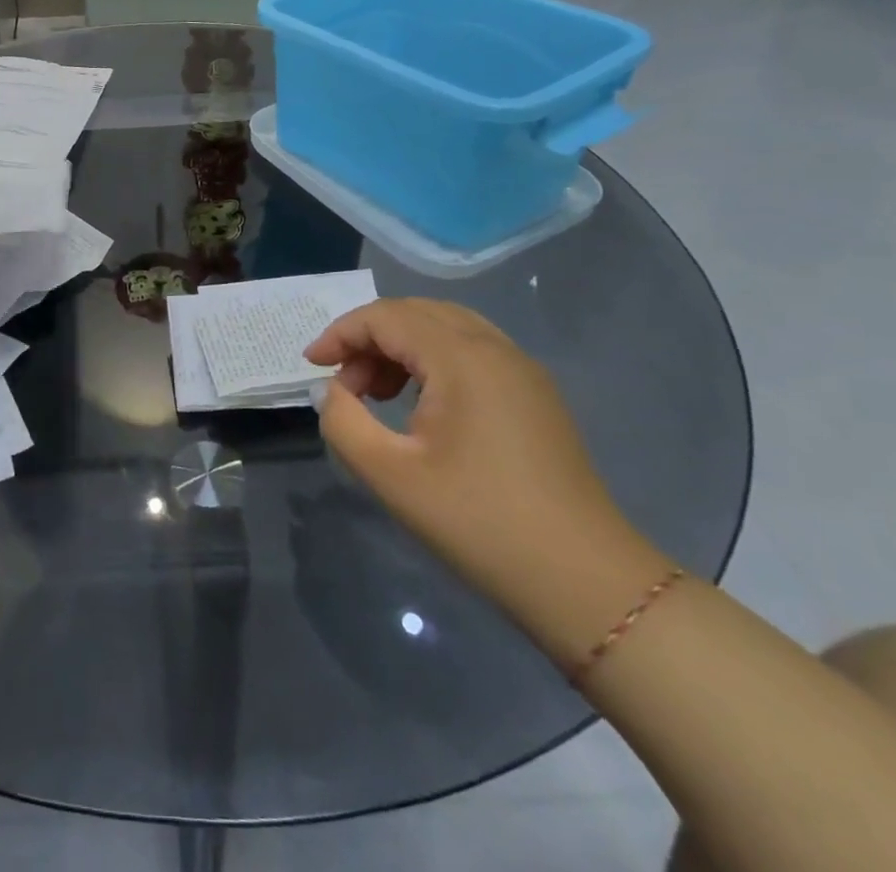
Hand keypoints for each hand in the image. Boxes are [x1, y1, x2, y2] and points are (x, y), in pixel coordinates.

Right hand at [307, 299, 653, 623]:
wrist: (585, 583)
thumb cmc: (479, 523)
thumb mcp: (390, 475)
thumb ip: (343, 421)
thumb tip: (332, 391)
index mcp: (462, 358)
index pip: (386, 317)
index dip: (340, 334)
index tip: (311, 367)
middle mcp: (495, 348)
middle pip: (416, 313)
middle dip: (369, 339)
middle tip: (344, 384)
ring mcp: (522, 369)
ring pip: (446, 328)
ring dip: (400, 347)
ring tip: (377, 395)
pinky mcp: (536, 395)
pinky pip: (471, 351)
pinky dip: (432, 360)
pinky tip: (421, 405)